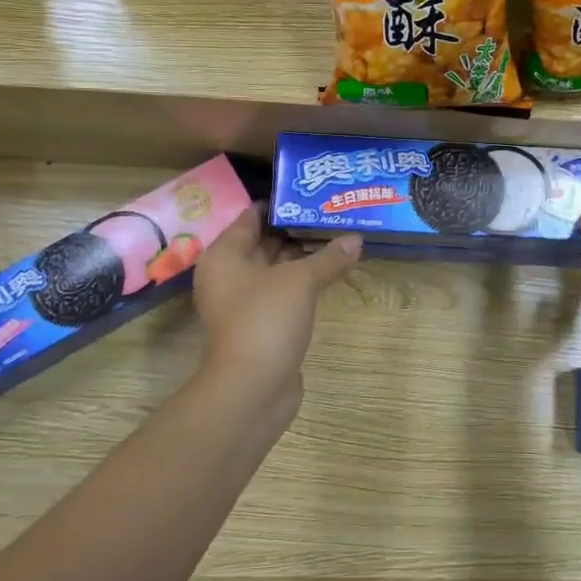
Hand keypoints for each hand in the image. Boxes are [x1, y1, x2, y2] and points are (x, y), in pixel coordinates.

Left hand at [194, 205, 360, 413]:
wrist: (252, 388)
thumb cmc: (266, 320)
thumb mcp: (300, 281)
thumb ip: (328, 257)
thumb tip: (356, 238)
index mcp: (225, 255)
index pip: (250, 217)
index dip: (280, 204)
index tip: (310, 192)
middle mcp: (229, 275)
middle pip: (263, 243)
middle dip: (296, 230)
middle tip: (331, 212)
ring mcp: (244, 303)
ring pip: (276, 270)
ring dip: (303, 257)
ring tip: (339, 237)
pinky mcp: (261, 326)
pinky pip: (283, 293)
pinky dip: (303, 283)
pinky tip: (332, 272)